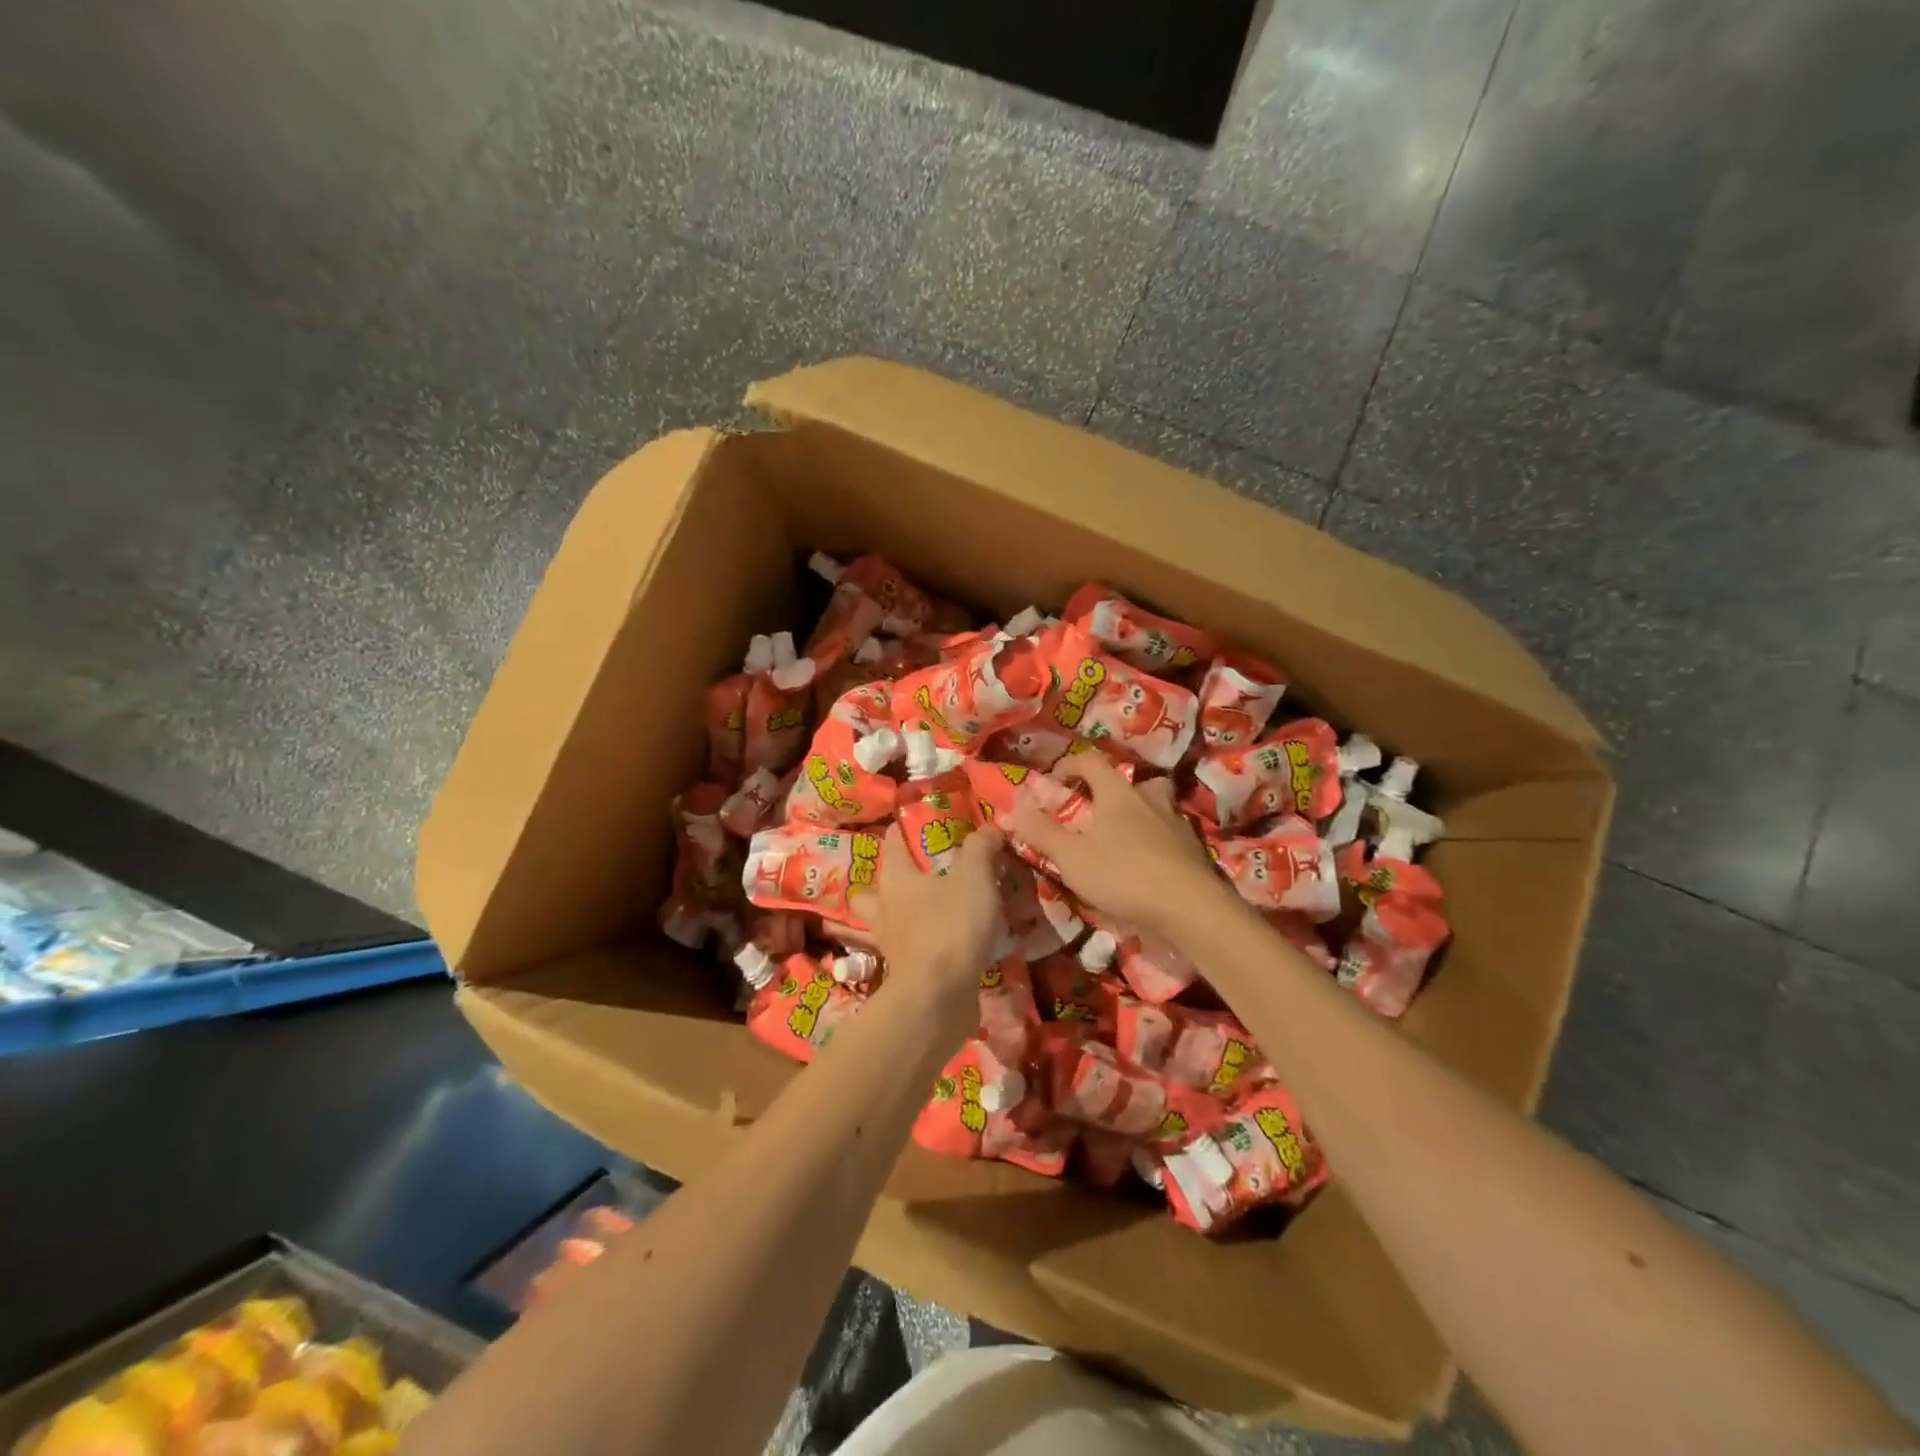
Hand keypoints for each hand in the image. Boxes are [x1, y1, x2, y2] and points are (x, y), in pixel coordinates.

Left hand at [849, 823, 1005, 1023]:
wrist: (938, 998)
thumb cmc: (951, 926)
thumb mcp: (975, 877)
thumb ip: (981, 848)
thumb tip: (989, 829)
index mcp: (896, 878)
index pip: (892, 842)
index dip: (904, 829)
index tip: (917, 822)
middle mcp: (884, 908)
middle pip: (871, 889)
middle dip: (888, 882)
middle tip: (916, 877)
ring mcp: (890, 944)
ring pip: (883, 923)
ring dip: (897, 917)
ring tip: (924, 913)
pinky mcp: (903, 973)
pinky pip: (906, 951)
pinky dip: (919, 946)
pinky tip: (942, 946)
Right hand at [1007, 756, 1233, 944]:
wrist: (1190, 907)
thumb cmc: (1123, 875)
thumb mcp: (1070, 856)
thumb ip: (1040, 831)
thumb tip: (1013, 806)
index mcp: (1117, 792)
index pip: (1090, 761)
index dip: (1068, 766)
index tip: (1052, 784)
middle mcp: (1149, 798)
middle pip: (1129, 779)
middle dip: (1110, 790)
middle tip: (1095, 811)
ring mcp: (1176, 822)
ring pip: (1156, 804)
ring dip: (1139, 812)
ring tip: (1124, 837)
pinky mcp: (1194, 848)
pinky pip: (1170, 833)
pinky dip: (1157, 841)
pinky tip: (1149, 863)